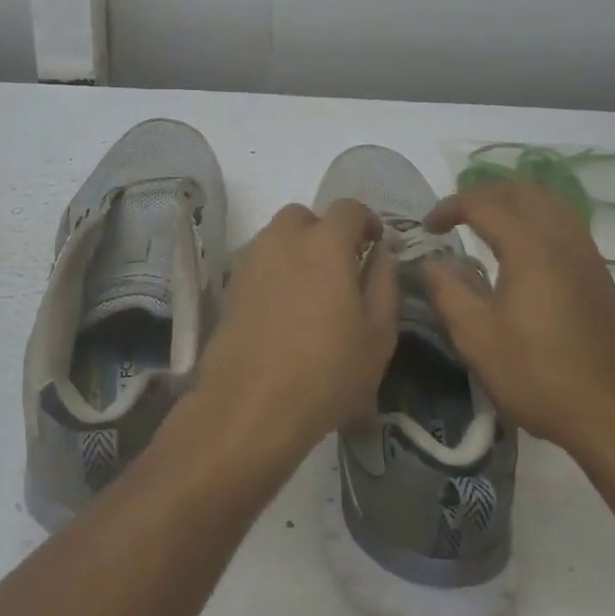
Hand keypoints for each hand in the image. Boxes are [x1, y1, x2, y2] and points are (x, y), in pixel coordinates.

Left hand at [187, 200, 399, 472]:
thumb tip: (383, 253)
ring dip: (296, 250)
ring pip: (277, 238)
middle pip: (304, 217)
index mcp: (325, 243)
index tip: (375, 245)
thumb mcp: (378, 335)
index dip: (366, 221)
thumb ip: (384, 284)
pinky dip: (274, 272)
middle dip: (324, 232)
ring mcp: (251, 261)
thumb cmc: (327, 372)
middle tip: (339, 268)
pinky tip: (283, 311)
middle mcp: (283, 239)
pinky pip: (258, 263)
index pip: (348, 209)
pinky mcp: (230, 286)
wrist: (250, 406)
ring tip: (310, 292)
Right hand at [421, 182, 614, 451]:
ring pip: (551, 203)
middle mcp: (563, 240)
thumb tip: (432, 262)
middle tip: (456, 216)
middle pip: (523, 191)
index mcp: (531, 248)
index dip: (451, 206)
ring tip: (487, 225)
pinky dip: (537, 219)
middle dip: (484, 194)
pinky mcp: (601, 277)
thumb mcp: (478, 339)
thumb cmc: (540, 376)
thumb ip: (448, 292)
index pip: (485, 204)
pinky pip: (566, 224)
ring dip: (514, 202)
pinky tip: (523, 252)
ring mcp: (588, 256)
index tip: (428, 226)